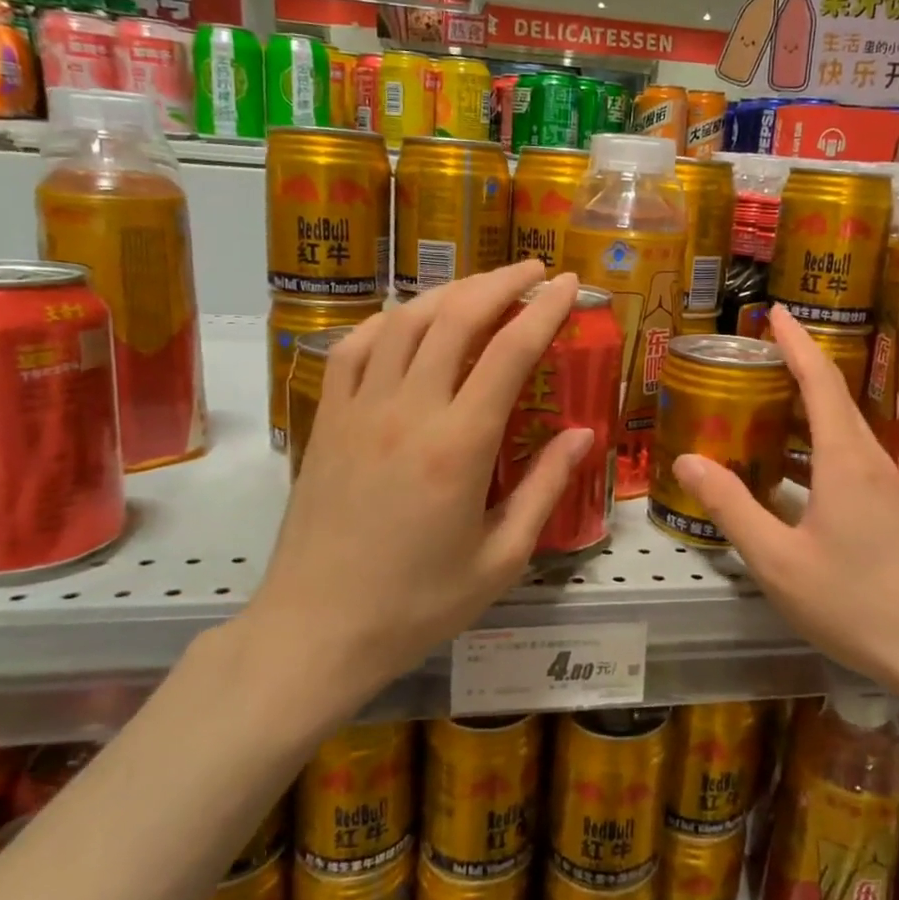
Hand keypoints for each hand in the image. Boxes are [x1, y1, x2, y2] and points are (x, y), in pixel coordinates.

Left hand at [246, 263, 593, 699]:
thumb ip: (544, 490)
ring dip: (448, 293)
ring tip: (481, 288)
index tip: (566, 283)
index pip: (509, 352)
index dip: (543, 309)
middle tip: (532, 270)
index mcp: (458, 446)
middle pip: (456, 318)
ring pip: (404, 321)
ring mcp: (358, 410)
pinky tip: (407, 320)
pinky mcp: (326, 420)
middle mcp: (408, 411)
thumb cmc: (417, 604)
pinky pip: (354, 348)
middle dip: (500, 283)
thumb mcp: (501, 560)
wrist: (317, 630)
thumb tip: (581, 435)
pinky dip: (386, 321)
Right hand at [672, 304, 898, 693]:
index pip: (820, 381)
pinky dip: (814, 447)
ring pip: (841, 431)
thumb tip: (687, 460)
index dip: (796, 342)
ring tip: (761, 407)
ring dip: (804, 412)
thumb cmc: (855, 603)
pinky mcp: (891, 511)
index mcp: (844, 460)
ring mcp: (886, 487)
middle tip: (752, 359)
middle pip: (833, 399)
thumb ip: (731, 507)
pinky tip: (788, 472)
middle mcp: (870, 461)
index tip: (775, 311)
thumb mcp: (778, 560)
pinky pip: (848, 459)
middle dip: (795, 370)